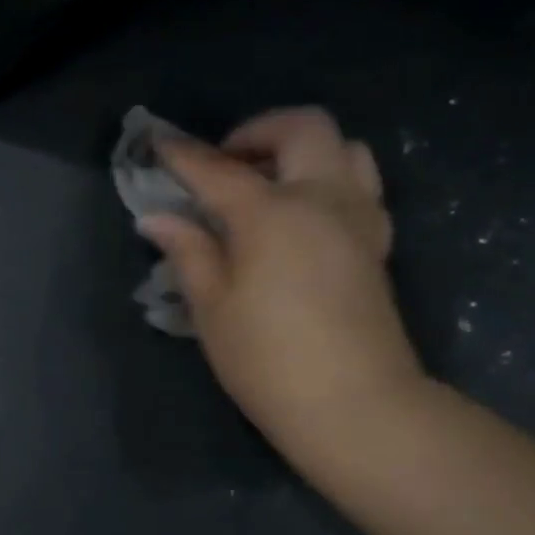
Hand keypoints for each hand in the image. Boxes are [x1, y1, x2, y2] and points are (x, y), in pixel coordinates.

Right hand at [139, 107, 423, 461]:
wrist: (355, 406)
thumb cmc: (267, 360)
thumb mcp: (212, 308)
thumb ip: (188, 252)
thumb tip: (157, 218)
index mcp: (272, 213)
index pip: (218, 169)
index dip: (183, 155)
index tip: (158, 144)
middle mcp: (323, 199)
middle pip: (303, 128)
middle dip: (258, 131)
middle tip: (226, 163)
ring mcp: (359, 219)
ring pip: (346, 148)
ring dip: (303, 150)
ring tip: (269, 183)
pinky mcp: (377, 244)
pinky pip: (361, 186)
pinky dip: (330, 181)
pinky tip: (303, 217)